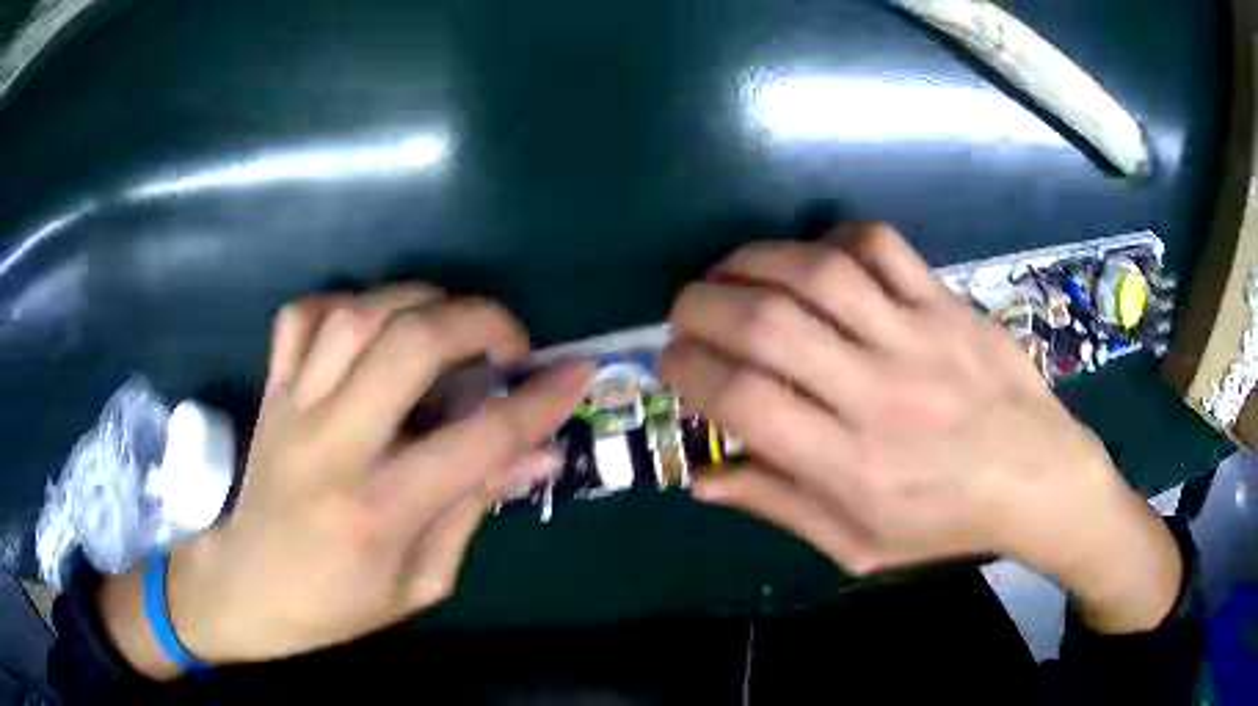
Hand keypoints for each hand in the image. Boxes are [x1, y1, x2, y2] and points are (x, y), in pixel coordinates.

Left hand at [101, 285, 592, 676]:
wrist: (246, 585)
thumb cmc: (337, 603)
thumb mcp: (422, 581)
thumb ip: (474, 509)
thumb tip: (535, 455)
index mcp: (380, 509)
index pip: (478, 438)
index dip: (540, 400)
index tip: (577, 371)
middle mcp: (334, 445)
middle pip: (409, 345)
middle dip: (478, 322)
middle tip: (508, 342)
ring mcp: (294, 407)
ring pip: (357, 314)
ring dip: (419, 302)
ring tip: (449, 327)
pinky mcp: (271, 390)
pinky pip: (303, 316)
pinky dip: (346, 303)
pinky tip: (371, 327)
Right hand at [664, 224, 1181, 632]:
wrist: (1039, 479)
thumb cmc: (947, 523)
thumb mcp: (859, 545)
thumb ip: (780, 507)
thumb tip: (704, 479)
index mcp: (851, 467)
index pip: (743, 402)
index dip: (690, 371)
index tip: (672, 361)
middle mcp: (877, 396)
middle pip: (767, 326)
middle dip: (702, 307)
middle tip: (685, 310)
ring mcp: (917, 339)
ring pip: (818, 274)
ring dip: (754, 262)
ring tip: (730, 271)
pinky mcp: (948, 305)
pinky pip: (882, 248)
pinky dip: (835, 241)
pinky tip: (817, 260)